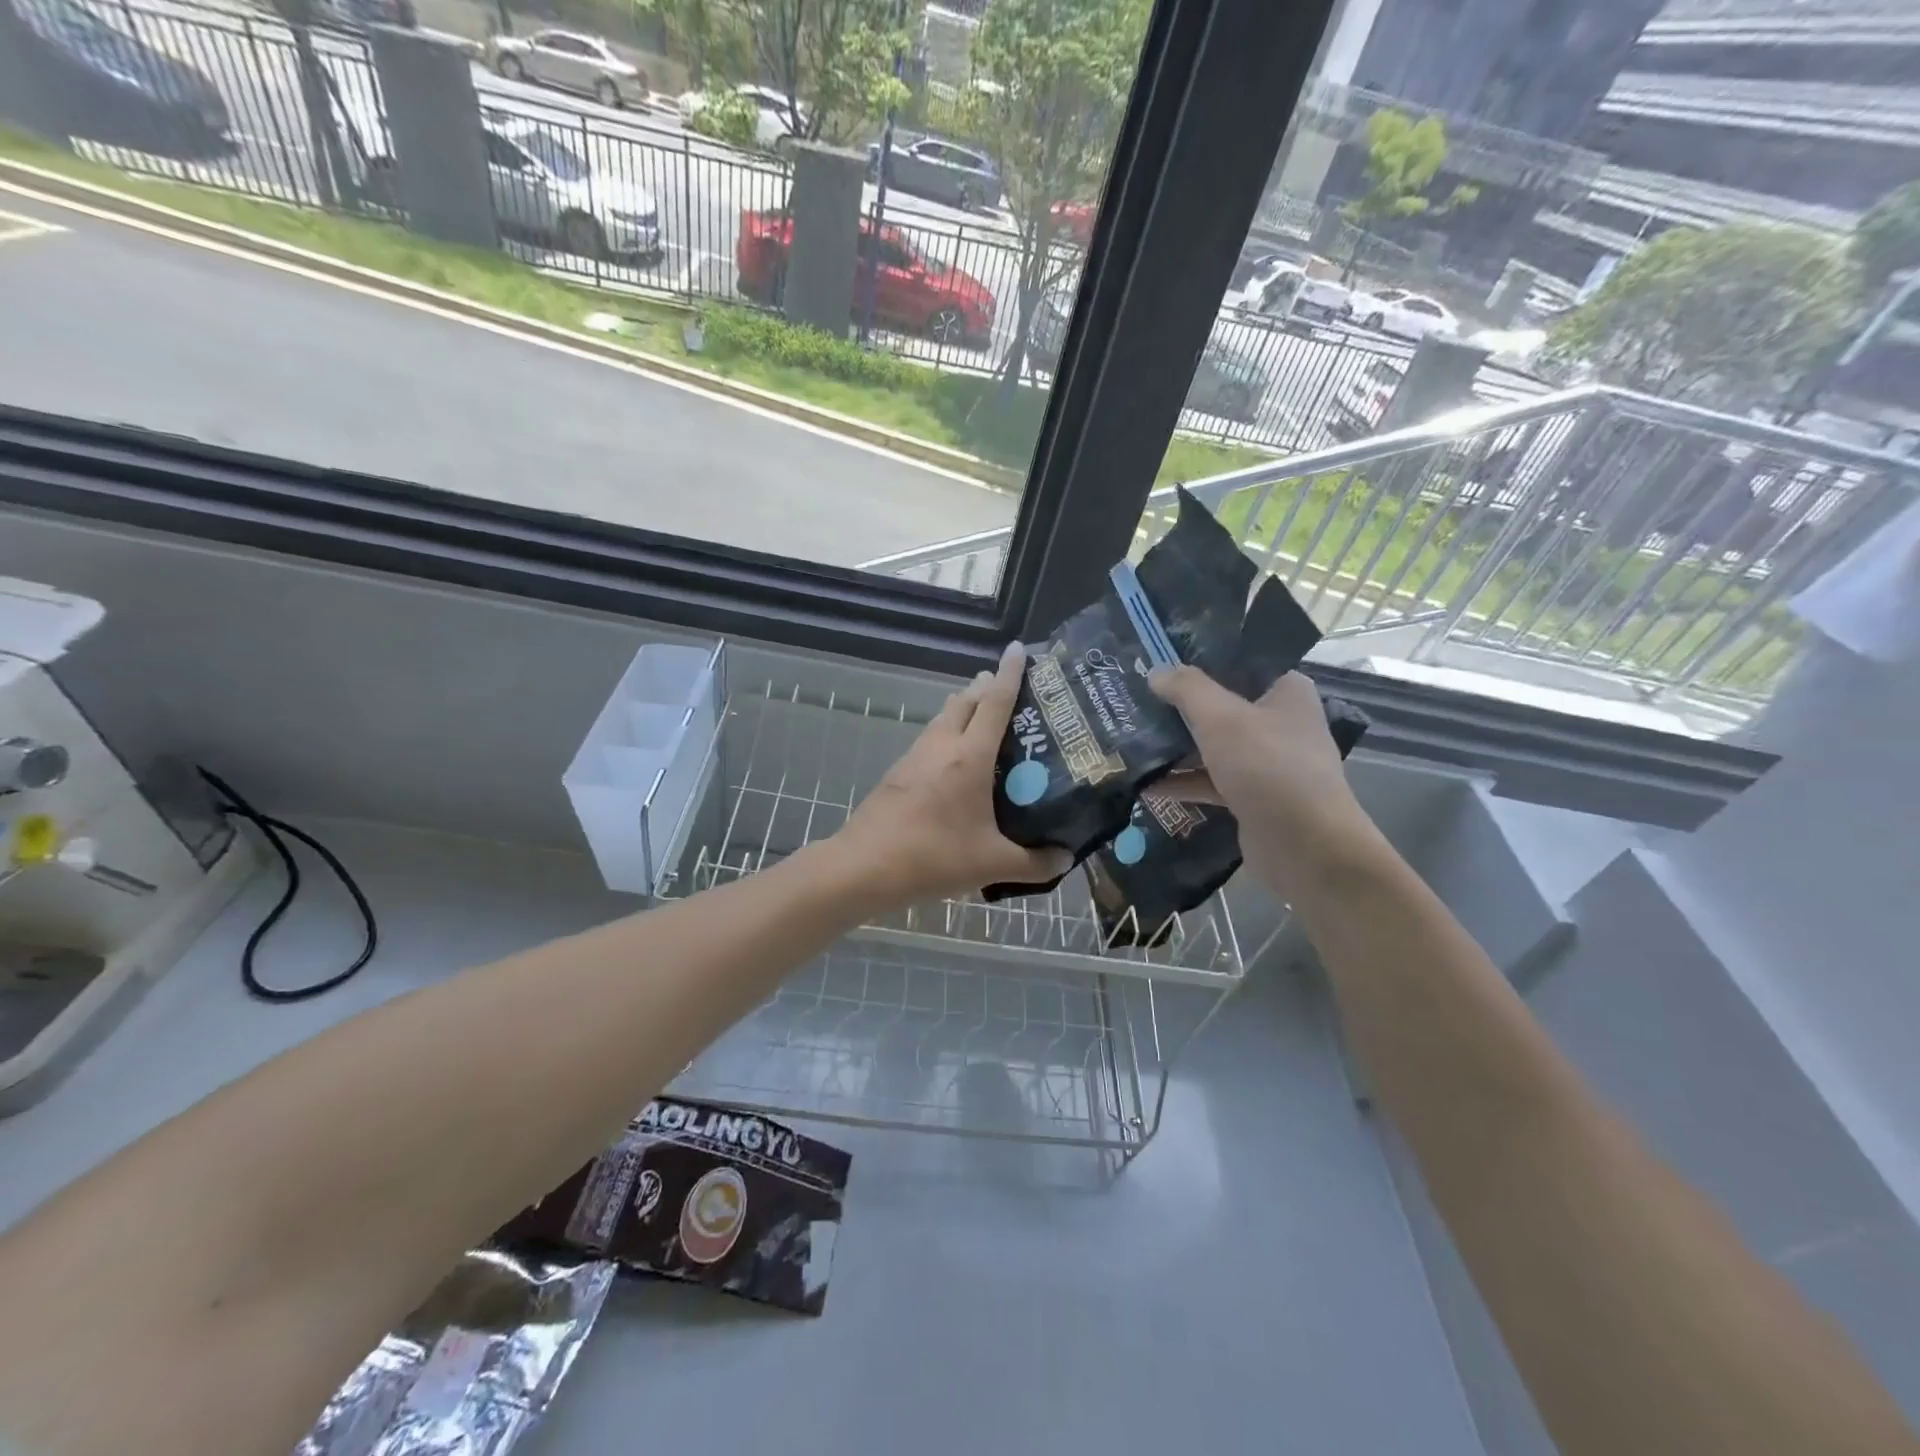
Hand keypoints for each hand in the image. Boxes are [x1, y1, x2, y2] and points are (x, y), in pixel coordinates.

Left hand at [835, 643, 1069, 904]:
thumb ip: (1035, 863)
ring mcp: (915, 757)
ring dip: (963, 708)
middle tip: (1008, 687)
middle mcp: (942, 746)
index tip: (1018, 648)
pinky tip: (954, 760)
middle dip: (986, 686)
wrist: (864, 867)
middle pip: (965, 700)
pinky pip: (930, 739)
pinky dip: (947, 734)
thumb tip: (1065, 858)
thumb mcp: (992, 864)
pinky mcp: (898, 772)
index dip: (1010, 673)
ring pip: (943, 718)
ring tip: (984, 717)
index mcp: (970, 756)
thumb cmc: (933, 857)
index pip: (995, 702)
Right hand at [1149, 667, 1378, 902]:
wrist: (1306, 848)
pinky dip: (1182, 782)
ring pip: (1213, 746)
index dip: (1198, 662)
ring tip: (1131, 741)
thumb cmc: (1268, 767)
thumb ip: (1187, 689)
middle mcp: (1280, 722)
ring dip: (1176, 747)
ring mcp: (1267, 763)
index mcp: (1286, 691)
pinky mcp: (1252, 797)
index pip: (1239, 665)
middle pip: (1221, 706)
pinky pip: (1211, 781)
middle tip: (1135, 699)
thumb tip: (1156, 671)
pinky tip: (1146, 786)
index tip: (1157, 662)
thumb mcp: (1221, 718)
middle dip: (1178, 708)